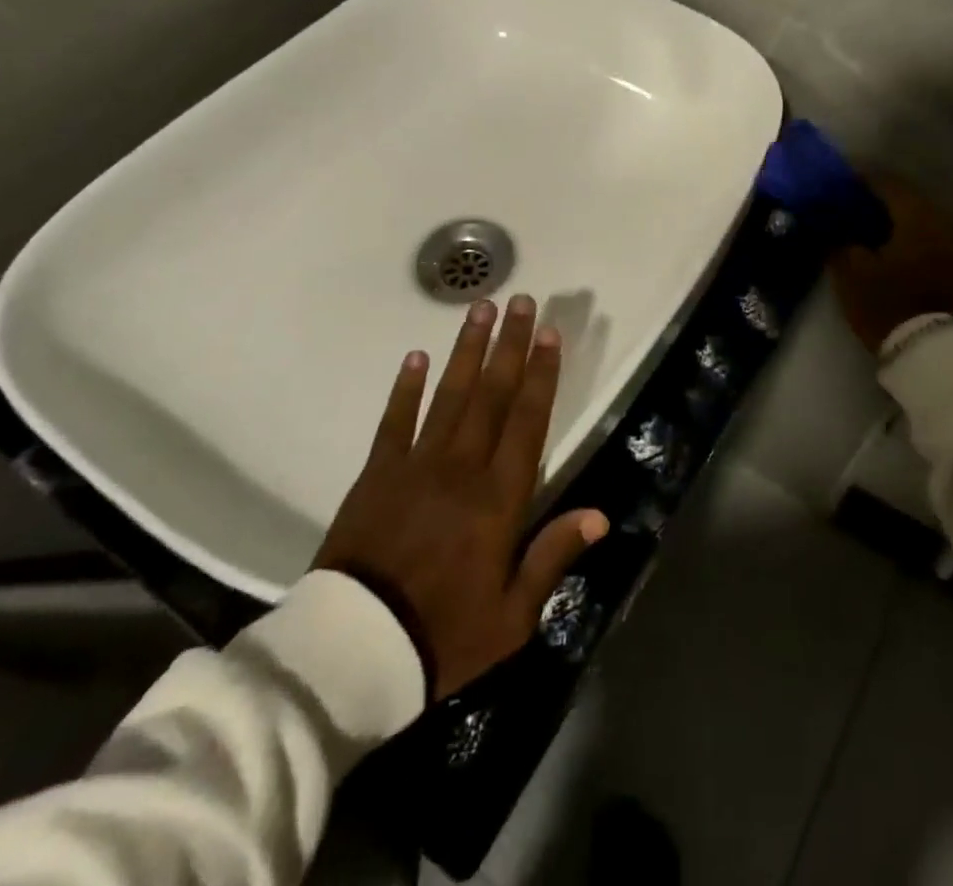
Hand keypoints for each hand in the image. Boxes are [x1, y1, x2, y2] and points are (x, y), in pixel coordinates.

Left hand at [314, 295, 608, 698]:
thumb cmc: (442, 636)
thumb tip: (600, 516)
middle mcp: (461, 468)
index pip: (527, 420)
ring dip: (466, 350)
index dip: (541, 374)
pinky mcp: (376, 474)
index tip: (548, 333)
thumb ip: (553, 557)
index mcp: (498, 498)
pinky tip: (417, 356)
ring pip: (448, 395)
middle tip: (520, 299)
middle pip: (491, 394)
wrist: (352, 653)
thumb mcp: (512, 615)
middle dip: (509, 344)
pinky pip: (395, 422)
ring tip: (479, 308)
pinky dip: (406, 388)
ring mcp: (415, 466)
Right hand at [827, 174, 952, 355]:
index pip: (885, 183)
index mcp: (917, 214)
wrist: (928, 350)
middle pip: (904, 197)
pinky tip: (886, 241)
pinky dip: (908, 232)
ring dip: (893, 216)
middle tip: (848, 202)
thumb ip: (839, 239)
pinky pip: (928, 233)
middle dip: (876, 198)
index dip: (859, 179)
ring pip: (918, 215)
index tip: (837, 180)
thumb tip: (832, 223)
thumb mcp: (850, 271)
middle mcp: (942, 218)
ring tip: (865, 223)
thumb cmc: (886, 303)